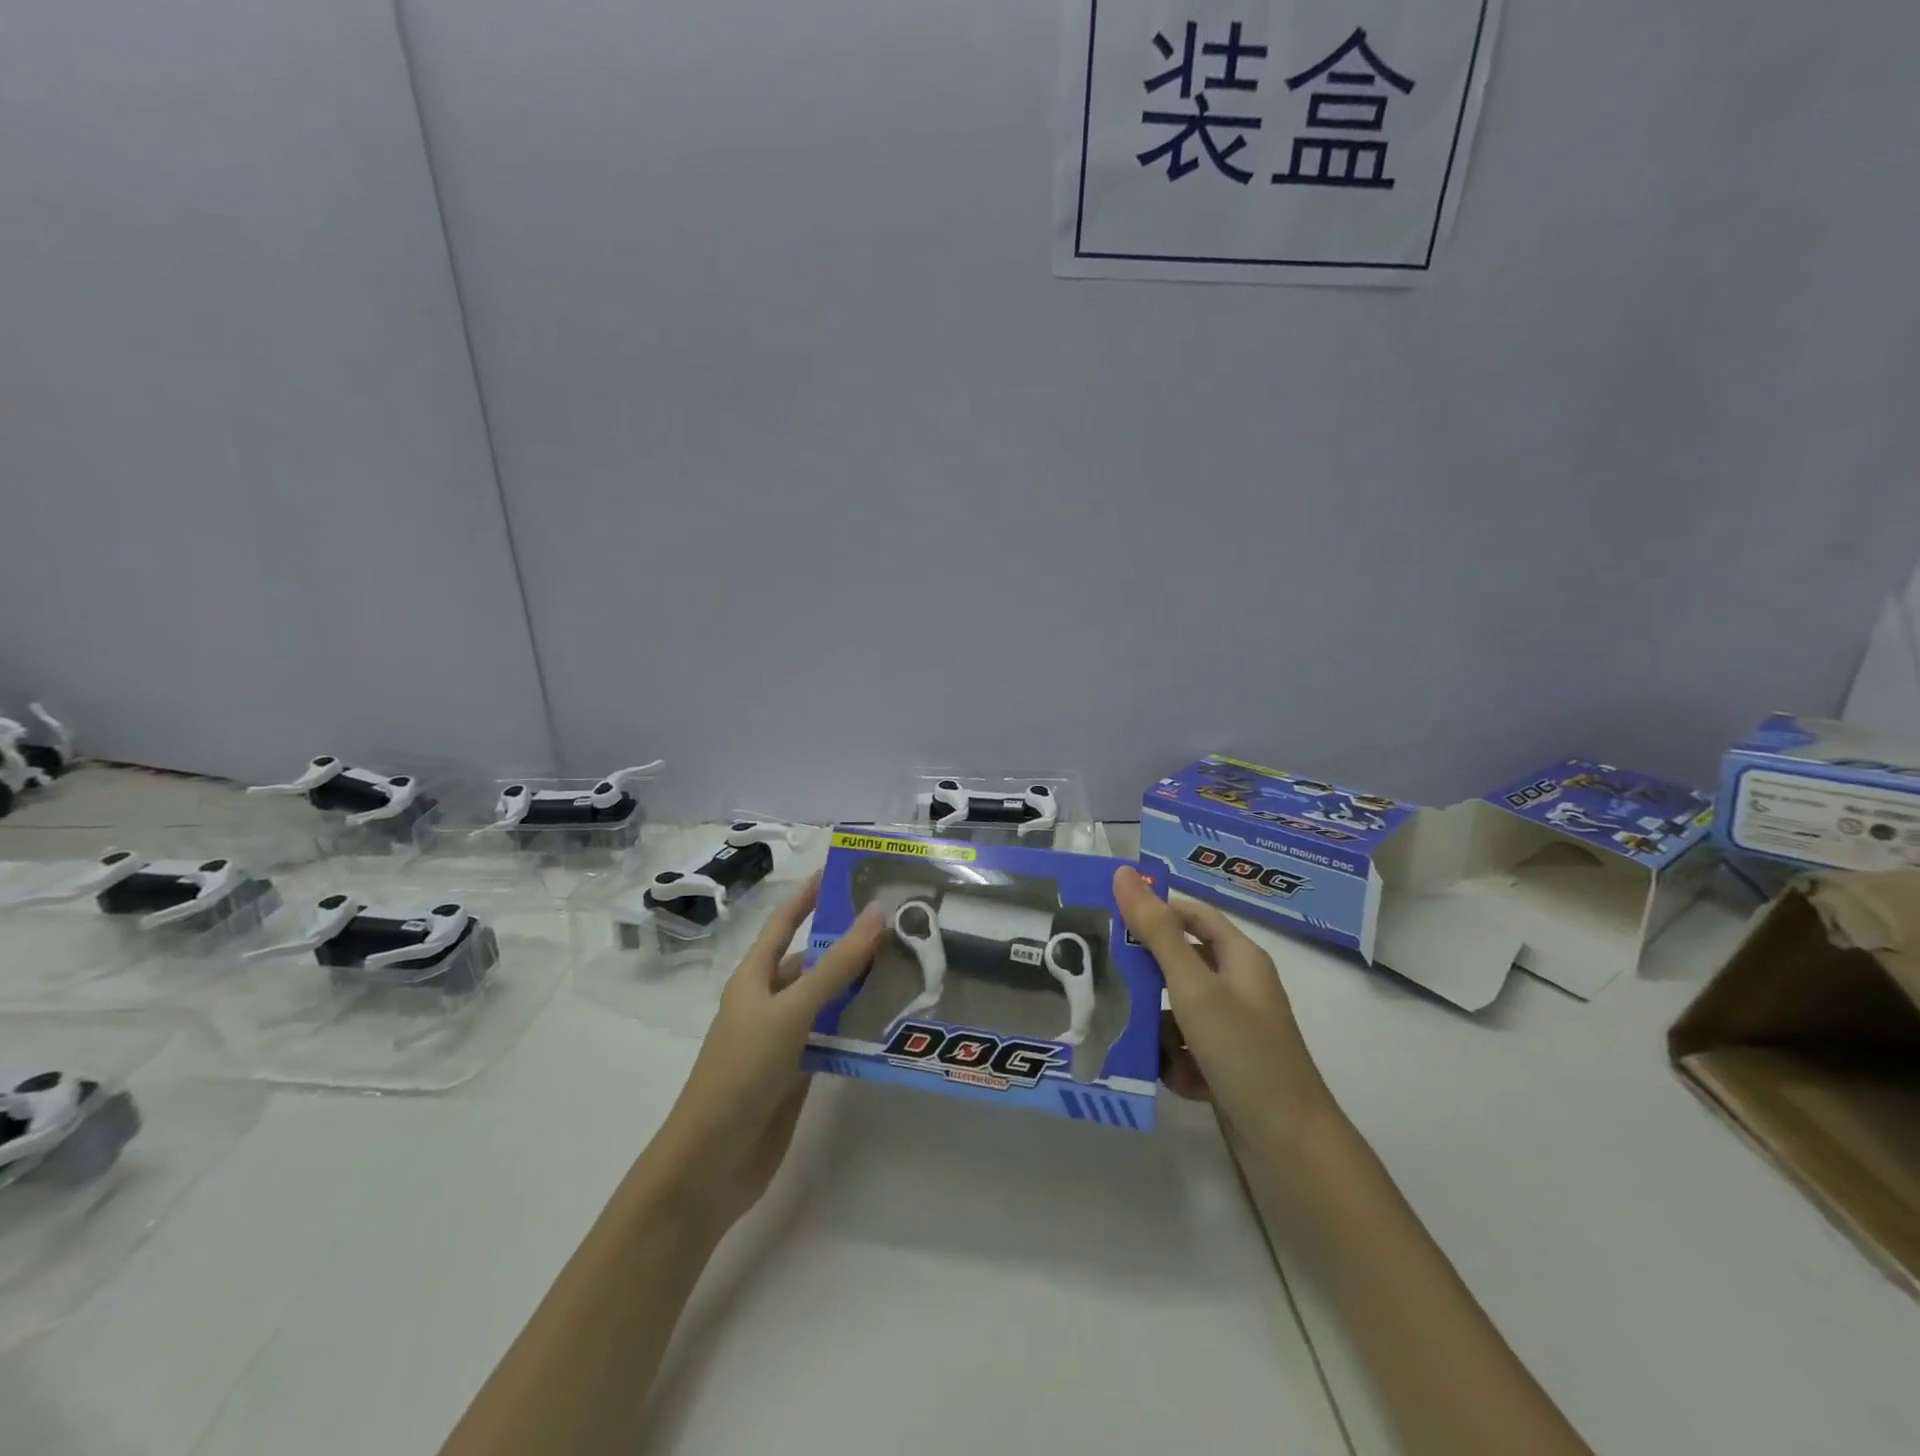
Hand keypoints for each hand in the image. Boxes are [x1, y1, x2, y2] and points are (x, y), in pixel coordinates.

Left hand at [651, 875, 885, 1230]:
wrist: (711, 1163)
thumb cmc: (742, 1072)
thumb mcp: (791, 1010)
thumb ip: (836, 966)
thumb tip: (876, 913)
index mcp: (754, 978)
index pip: (784, 923)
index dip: (808, 896)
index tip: (841, 871)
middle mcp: (769, 1002)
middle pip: (813, 962)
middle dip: (849, 945)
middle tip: (899, 926)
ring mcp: (783, 1039)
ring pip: (827, 1002)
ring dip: (859, 988)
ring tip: (908, 969)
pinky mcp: (798, 1073)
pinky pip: (833, 1039)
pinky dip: (857, 1029)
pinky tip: (891, 1023)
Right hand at [1113, 866, 1341, 1167]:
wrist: (1290, 1146)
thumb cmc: (1244, 1052)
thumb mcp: (1193, 987)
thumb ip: (1156, 931)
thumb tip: (1123, 874)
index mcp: (1240, 958)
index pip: (1191, 915)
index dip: (1154, 910)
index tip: (1109, 917)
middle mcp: (1238, 987)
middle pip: (1180, 963)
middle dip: (1146, 975)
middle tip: (1106, 978)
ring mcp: (1234, 1028)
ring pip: (1178, 1010)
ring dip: (1159, 1027)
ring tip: (1142, 1043)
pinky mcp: (1227, 1065)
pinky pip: (1187, 1048)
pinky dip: (1177, 1060)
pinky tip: (1178, 1080)